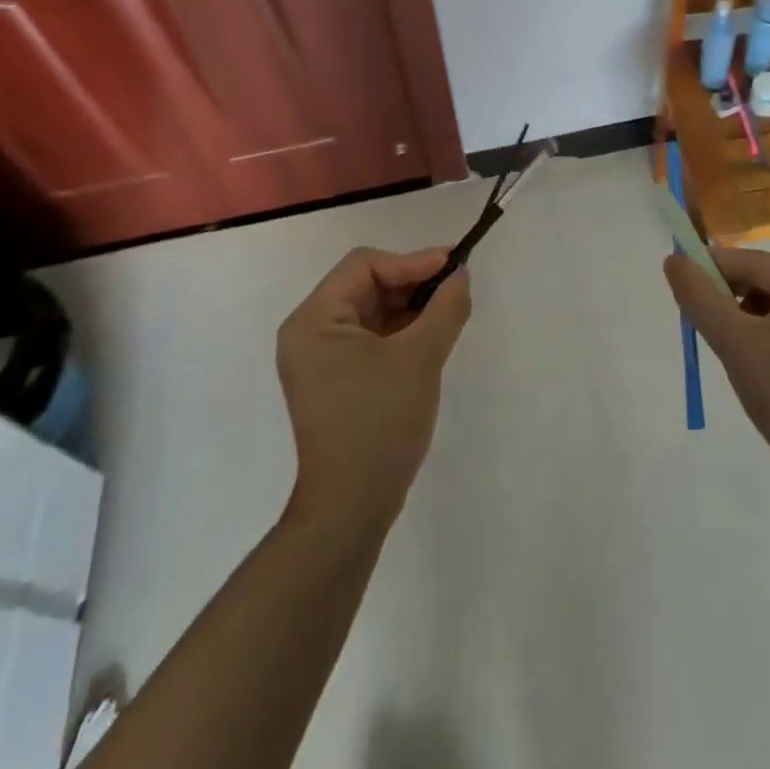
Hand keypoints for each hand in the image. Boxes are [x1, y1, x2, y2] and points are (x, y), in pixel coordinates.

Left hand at [276, 247, 471, 531]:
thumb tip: (460, 275)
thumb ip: (445, 307)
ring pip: (371, 311)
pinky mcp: (335, 381)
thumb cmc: (380, 422)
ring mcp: (320, 359)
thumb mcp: (420, 357)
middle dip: (412, 283)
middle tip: (456, 287)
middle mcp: (309, 332)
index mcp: (314, 319)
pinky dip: (401, 332)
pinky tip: (431, 336)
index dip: (412, 261)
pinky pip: (370, 338)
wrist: (352, 507)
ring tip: (449, 311)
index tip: (454, 266)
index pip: (364, 266)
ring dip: (410, 307)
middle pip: (366, 285)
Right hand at [663, 247, 769, 482]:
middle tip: (708, 328)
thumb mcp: (735, 344)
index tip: (681, 289)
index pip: (750, 262)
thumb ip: (700, 297)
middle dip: (733, 298)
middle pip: (768, 278)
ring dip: (753, 315)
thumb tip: (674, 259)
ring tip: (739, 350)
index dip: (710, 271)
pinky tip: (766, 358)